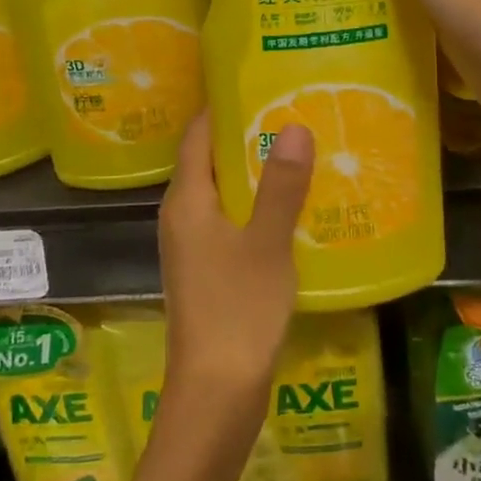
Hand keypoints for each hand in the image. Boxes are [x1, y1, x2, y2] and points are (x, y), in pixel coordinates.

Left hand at [155, 111, 313, 450]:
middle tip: (291, 109)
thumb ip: (281, 186)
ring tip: (298, 148)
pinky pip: (230, 220)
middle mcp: (182, 216)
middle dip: (246, 135)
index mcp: (186, 201)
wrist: (215, 398)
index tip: (261, 82)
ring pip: (222, 192)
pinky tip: (291, 206)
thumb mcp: (267, 243)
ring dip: (254, 171)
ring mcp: (193, 246)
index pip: (198, 135)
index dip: (224, 106)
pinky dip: (255, 205)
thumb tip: (294, 125)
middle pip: (209, 160)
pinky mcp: (208, 271)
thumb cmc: (237, 312)